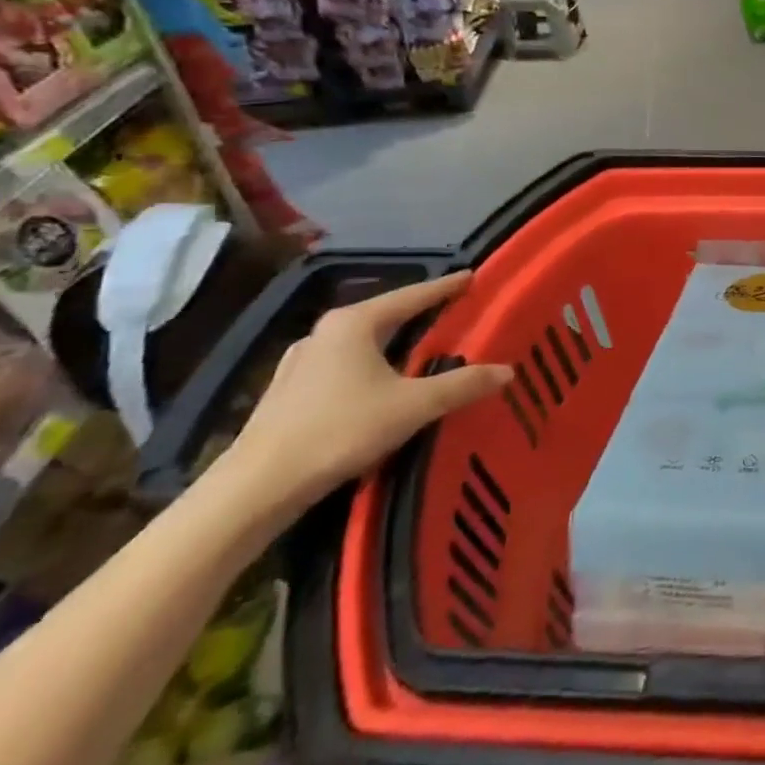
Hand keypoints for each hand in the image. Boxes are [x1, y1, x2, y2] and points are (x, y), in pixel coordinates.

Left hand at [224, 271, 509, 512]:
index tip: (472, 276)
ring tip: (420, 345)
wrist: (256, 487)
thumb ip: (462, 385)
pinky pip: (343, 363)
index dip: (446, 287)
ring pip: (361, 340)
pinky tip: (378, 380)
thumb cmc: (340, 431)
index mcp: (355, 323)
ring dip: (391, 340)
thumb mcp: (413, 406)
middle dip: (419, 312)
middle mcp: (326, 332)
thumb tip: (508, 370)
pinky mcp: (288, 390)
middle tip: (453, 312)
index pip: (413, 295)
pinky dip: (369, 363)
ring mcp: (301, 361)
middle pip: (385, 314)